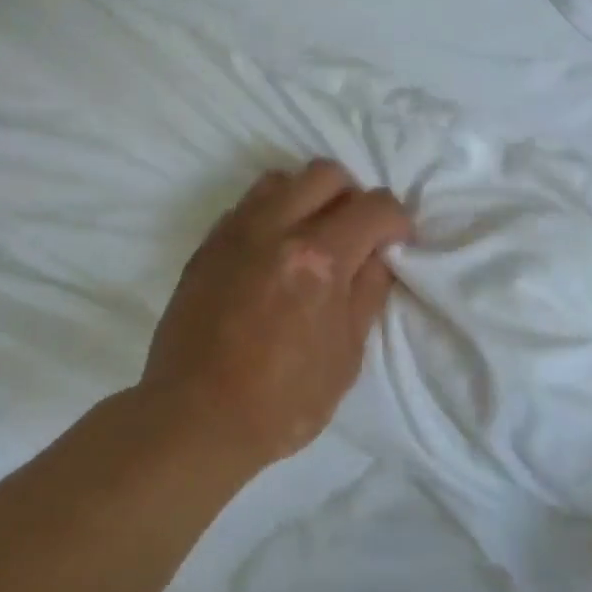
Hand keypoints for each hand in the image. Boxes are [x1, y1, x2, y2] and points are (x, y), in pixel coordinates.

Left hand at [139, 159, 410, 470]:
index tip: (396, 241)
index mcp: (319, 259)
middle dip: (353, 196)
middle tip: (355, 233)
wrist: (195, 417)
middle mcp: (277, 230)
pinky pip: (247, 205)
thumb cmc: (281, 402)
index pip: (373, 206)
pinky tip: (272, 253)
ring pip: (282, 179)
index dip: (396, 220)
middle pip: (327, 173)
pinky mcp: (208, 244)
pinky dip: (271, 214)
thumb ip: (367, 294)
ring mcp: (236, 232)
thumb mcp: (345, 357)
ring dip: (308, 197)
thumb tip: (377, 254)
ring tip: (311, 235)